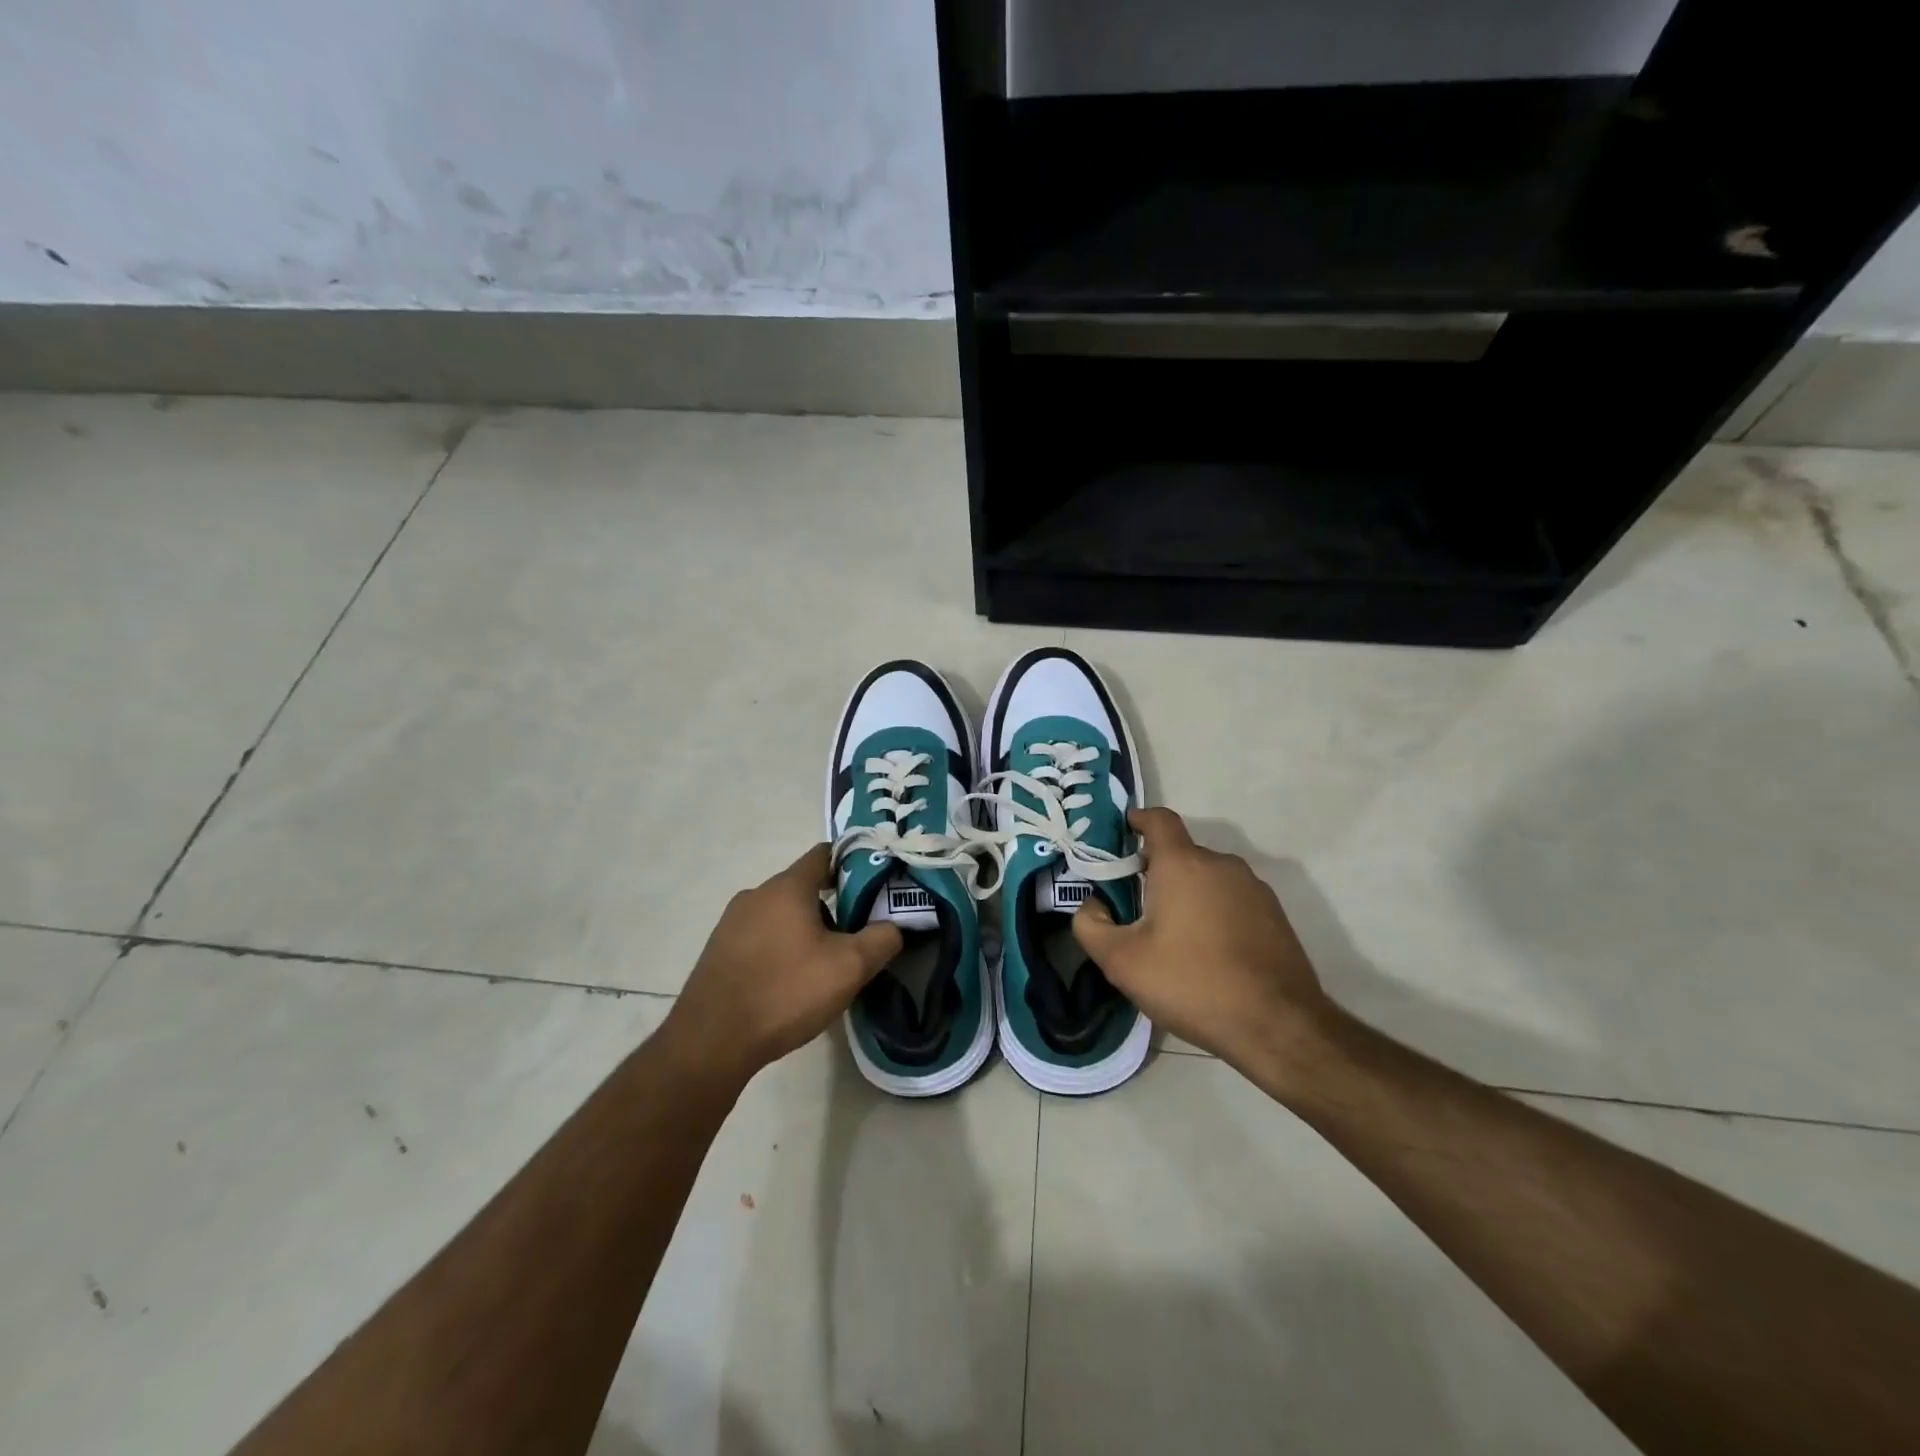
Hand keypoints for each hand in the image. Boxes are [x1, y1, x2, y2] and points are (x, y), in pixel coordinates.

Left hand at [664, 845, 901, 1087]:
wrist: (711, 1041)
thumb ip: (882, 939)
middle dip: (833, 906)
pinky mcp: (719, 951)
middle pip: (804, 887)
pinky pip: (761, 936)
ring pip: (782, 914)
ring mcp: (732, 923)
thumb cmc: (785, 992)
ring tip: (825, 964)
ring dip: (806, 929)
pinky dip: (781, 947)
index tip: (876, 887)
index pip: (825, 854)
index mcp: (787, 887)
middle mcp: (756, 894)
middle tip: (857, 935)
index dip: (853, 864)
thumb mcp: (849, 967)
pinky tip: (790, 981)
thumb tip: (895, 926)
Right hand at [1072, 808, 1333, 1075]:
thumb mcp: (1122, 962)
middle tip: (1135, 910)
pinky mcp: (1275, 916)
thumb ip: (1090, 925)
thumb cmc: (1192, 984)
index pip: (1158, 819)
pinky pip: (1232, 901)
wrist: (1277, 1027)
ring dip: (1186, 896)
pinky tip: (1208, 954)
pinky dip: (1214, 914)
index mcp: (1183, 864)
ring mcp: (1254, 889)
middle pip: (1180, 854)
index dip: (1137, 820)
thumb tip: (1091, 905)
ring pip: (1207, 879)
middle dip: (1155, 872)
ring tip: (1172, 939)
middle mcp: (1221, 865)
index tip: (1120, 835)